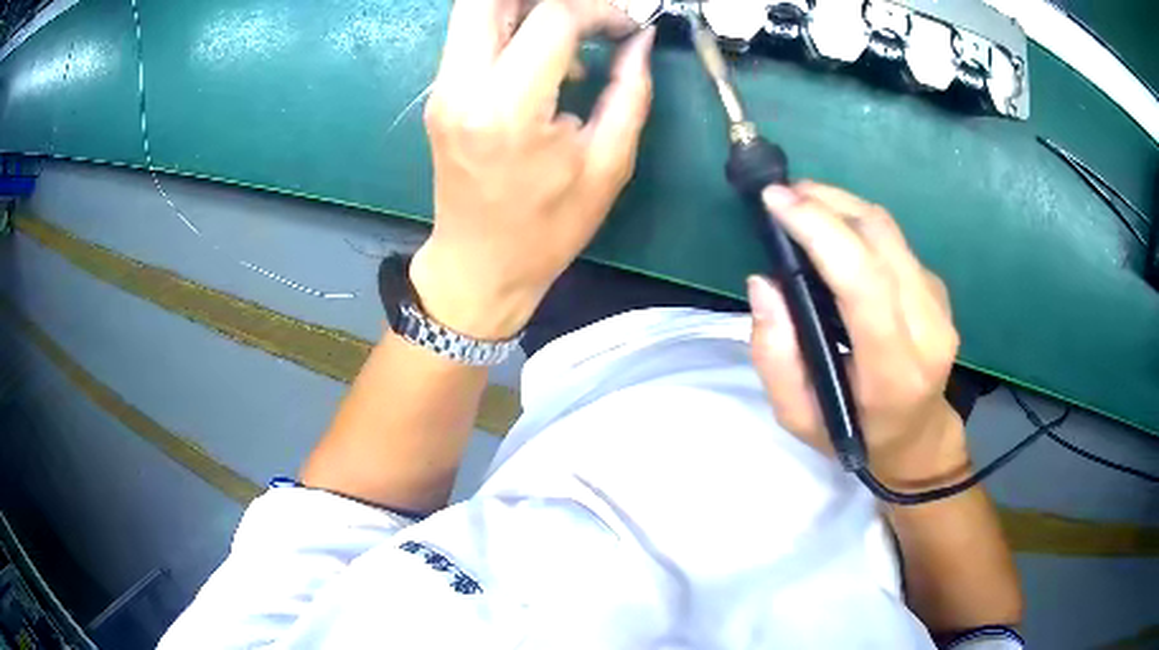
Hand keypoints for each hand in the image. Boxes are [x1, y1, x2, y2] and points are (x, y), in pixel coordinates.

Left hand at [409, 0, 655, 339]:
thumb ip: (631, 92)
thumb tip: (640, 40)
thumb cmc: (547, 229)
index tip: (624, 30)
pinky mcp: (439, 95)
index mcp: (508, 109)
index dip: (598, 11)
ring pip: (475, 9)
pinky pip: (471, 35)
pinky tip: (544, 56)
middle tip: (586, 17)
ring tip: (571, 32)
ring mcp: (442, 89)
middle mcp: (463, 87)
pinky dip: (510, 26)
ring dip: (526, 7)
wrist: (478, 266)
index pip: (552, 17)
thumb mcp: (607, 165)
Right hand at [748, 182, 968, 490]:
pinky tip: (835, 234)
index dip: (820, 230)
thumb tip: (765, 283)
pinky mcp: (938, 290)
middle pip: (879, 239)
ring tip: (802, 204)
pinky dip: (858, 225)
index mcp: (894, 372)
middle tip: (782, 196)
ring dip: (841, 205)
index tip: (776, 202)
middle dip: (826, 203)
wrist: (917, 437)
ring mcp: (939, 305)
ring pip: (888, 230)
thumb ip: (775, 355)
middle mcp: (928, 329)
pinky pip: (895, 242)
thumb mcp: (798, 416)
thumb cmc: (855, 434)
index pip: (864, 282)